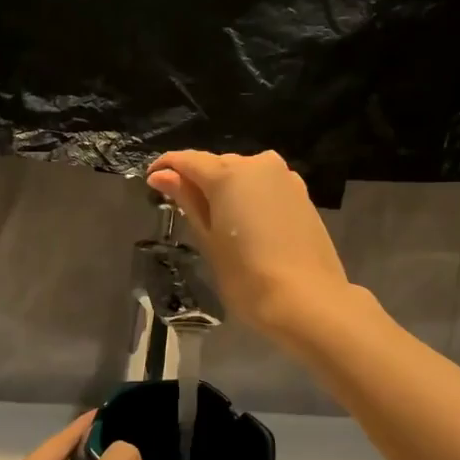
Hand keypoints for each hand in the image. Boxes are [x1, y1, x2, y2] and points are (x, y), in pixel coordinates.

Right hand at [147, 149, 352, 339]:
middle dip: (197, 180)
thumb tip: (161, 175)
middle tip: (182, 208)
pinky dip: (249, 197)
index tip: (151, 182)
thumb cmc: (247, 276)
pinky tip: (246, 223)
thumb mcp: (208, 240)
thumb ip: (187, 201)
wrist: (308, 300)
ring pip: (243, 174)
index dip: (165, 167)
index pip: (187, 160)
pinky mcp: (302, 194)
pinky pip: (265, 186)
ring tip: (215, 219)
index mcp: (228, 173)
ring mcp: (285, 177)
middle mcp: (257, 164)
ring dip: (225, 189)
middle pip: (217, 164)